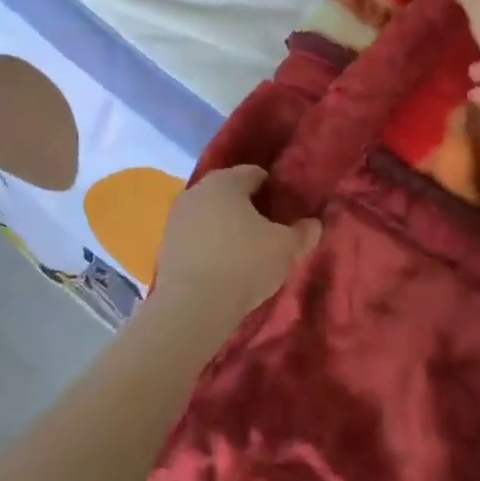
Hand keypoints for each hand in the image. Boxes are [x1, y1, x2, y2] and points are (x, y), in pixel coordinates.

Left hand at [154, 166, 320, 321]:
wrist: (191, 306)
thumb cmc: (244, 264)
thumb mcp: (286, 248)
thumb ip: (303, 232)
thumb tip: (313, 224)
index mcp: (226, 181)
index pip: (255, 174)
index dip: (274, 189)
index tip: (287, 211)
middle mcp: (197, 191)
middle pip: (230, 192)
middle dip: (249, 208)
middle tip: (270, 231)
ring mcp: (177, 217)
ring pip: (210, 214)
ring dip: (227, 227)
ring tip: (247, 252)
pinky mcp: (165, 244)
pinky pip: (196, 236)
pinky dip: (210, 245)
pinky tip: (223, 266)